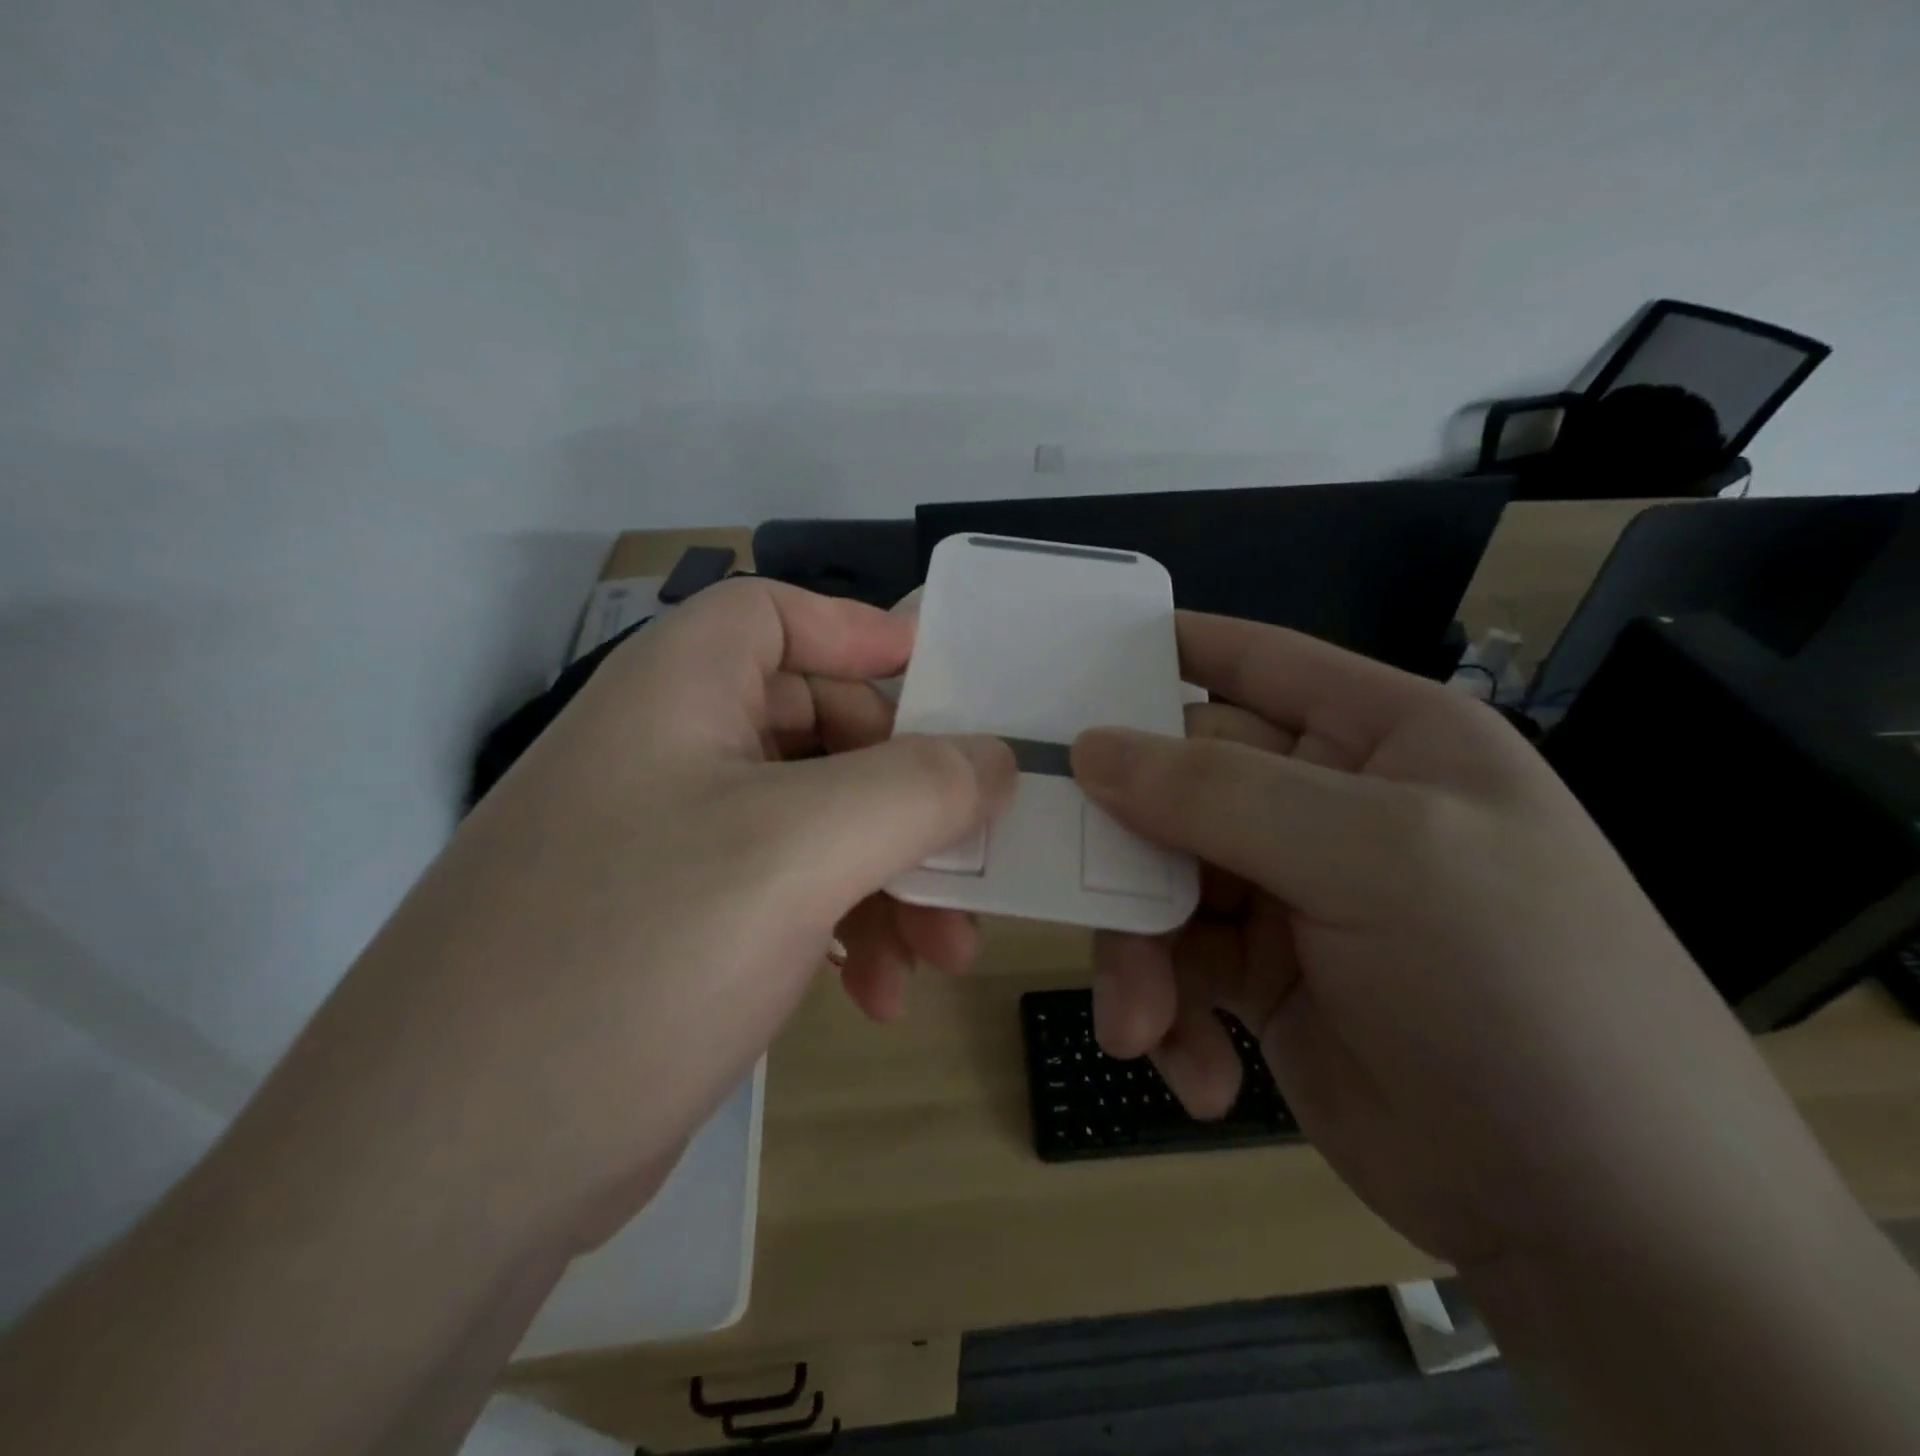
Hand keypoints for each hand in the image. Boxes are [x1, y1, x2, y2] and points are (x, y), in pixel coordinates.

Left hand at [279, 579, 1014, 1247]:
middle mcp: (670, 753)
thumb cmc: (634, 956)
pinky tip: (878, 997)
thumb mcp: (800, 850)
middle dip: (908, 797)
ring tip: (944, 957)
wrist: (446, 1173)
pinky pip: (791, 895)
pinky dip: (848, 932)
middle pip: (821, 730)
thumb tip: (996, 759)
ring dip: (892, 881)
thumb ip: (917, 788)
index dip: (865, 634)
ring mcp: (672, 845)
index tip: (951, 686)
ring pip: (819, 826)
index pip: (780, 615)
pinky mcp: (679, 928)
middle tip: (972, 856)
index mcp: (679, 692)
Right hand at [1071, 612, 1833, 1273]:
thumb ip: (1221, 793)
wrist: (1603, 1224)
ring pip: (1160, 884)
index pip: (1252, 662)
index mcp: (1377, 738)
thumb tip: (1090, 748)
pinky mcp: (1261, 978)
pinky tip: (1201, 1074)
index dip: (1163, 653)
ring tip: (1142, 1025)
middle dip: (1126, 848)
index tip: (1064, 669)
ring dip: (1140, 956)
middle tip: (1073, 891)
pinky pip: (1176, 967)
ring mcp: (1288, 894)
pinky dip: (1171, 1017)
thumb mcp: (1377, 861)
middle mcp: (1324, 805)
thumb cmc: (1517, 989)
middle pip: (1177, 786)